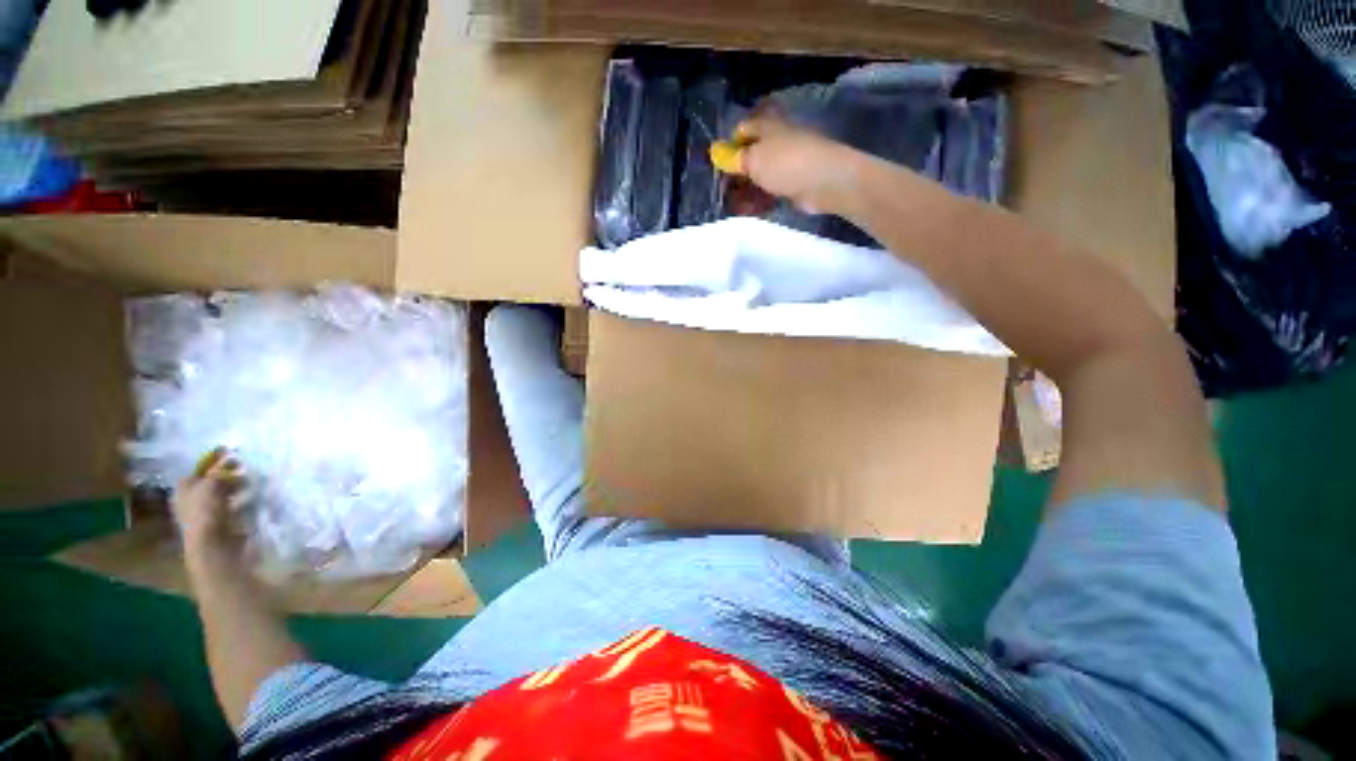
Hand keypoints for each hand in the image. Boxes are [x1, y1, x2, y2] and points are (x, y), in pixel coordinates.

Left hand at [173, 447, 245, 554]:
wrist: (213, 546)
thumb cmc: (206, 511)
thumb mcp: (211, 484)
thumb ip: (220, 471)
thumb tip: (231, 459)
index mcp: (183, 488)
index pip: (199, 468)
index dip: (214, 460)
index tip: (232, 453)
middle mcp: (191, 499)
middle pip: (211, 481)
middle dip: (228, 474)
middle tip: (245, 467)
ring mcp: (206, 513)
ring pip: (223, 493)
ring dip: (237, 487)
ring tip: (252, 483)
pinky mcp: (221, 523)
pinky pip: (233, 506)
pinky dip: (242, 501)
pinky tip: (251, 498)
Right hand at [710, 114, 869, 216]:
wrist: (823, 181)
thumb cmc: (785, 163)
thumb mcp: (753, 159)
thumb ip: (734, 158)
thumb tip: (716, 153)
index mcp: (768, 127)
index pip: (743, 130)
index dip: (730, 145)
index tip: (719, 164)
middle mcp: (777, 142)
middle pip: (751, 155)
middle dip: (737, 173)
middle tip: (723, 191)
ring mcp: (787, 164)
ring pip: (760, 176)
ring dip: (746, 190)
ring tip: (733, 206)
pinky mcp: (794, 184)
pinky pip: (771, 191)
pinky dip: (760, 200)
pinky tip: (750, 211)